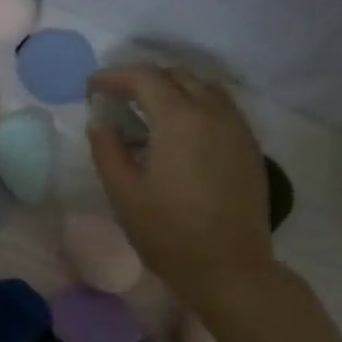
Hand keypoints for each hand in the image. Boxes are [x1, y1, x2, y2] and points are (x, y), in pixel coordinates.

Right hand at [87, 65, 272, 310]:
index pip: (145, 78)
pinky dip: (195, 106)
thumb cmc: (167, 232)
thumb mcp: (124, 193)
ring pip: (204, 88)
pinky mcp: (248, 147)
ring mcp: (237, 128)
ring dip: (172, 89)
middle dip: (144, 79)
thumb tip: (101, 123)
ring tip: (147, 110)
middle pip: (178, 76)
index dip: (115, 76)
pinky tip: (179, 132)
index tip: (93, 86)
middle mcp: (213, 112)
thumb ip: (107, 151)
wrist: (227, 266)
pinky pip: (221, 109)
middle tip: (117, 96)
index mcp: (179, 119)